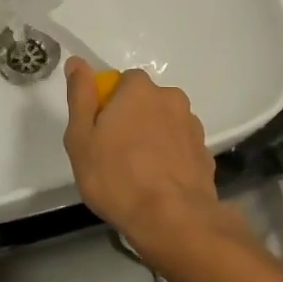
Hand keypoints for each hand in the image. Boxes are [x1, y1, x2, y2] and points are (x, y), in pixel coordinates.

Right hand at [63, 58, 246, 268]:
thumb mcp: (81, 137)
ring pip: (165, 124)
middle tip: (115, 153)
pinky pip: (180, 147)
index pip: (123, 82)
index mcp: (140, 90)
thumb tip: (77, 62)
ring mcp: (192, 127)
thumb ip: (80, 95)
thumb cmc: (116, 176)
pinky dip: (170, 158)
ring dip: (153, 138)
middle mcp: (171, 99)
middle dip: (133, 119)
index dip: (109, 103)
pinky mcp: (205, 153)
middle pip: (146, 101)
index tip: (100, 131)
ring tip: (138, 173)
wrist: (172, 219)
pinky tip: (159, 183)